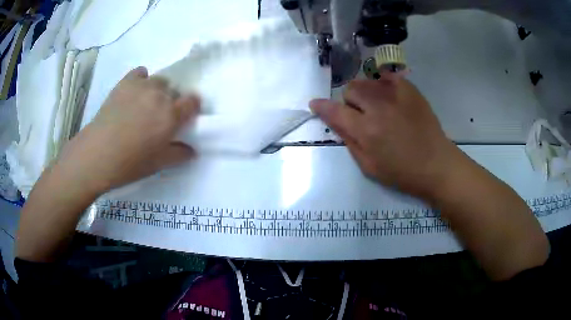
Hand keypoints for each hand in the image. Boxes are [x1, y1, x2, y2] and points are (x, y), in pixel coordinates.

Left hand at [56, 66, 199, 193]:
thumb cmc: (129, 163)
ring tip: (145, 105)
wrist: (97, 154)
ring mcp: (142, 86)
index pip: (193, 101)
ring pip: (160, 81)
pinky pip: (141, 73)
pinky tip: (134, 93)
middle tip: (159, 118)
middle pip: (175, 91)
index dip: (190, 108)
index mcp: (171, 115)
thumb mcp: (158, 164)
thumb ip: (179, 155)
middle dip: (172, 102)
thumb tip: (192, 150)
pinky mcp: (126, 82)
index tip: (183, 117)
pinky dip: (141, 80)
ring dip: (158, 91)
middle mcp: (160, 95)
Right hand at [310, 78, 458, 198]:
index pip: (335, 111)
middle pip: (351, 89)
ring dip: (365, 93)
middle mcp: (378, 107)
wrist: (436, 164)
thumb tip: (335, 122)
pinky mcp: (410, 89)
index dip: (322, 107)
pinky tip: (390, 98)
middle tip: (361, 115)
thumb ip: (349, 141)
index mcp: (366, 130)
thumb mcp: (369, 167)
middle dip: (350, 102)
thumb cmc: (401, 172)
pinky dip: (382, 85)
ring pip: (367, 81)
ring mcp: (396, 95)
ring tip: (378, 107)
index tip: (316, 104)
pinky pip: (386, 77)